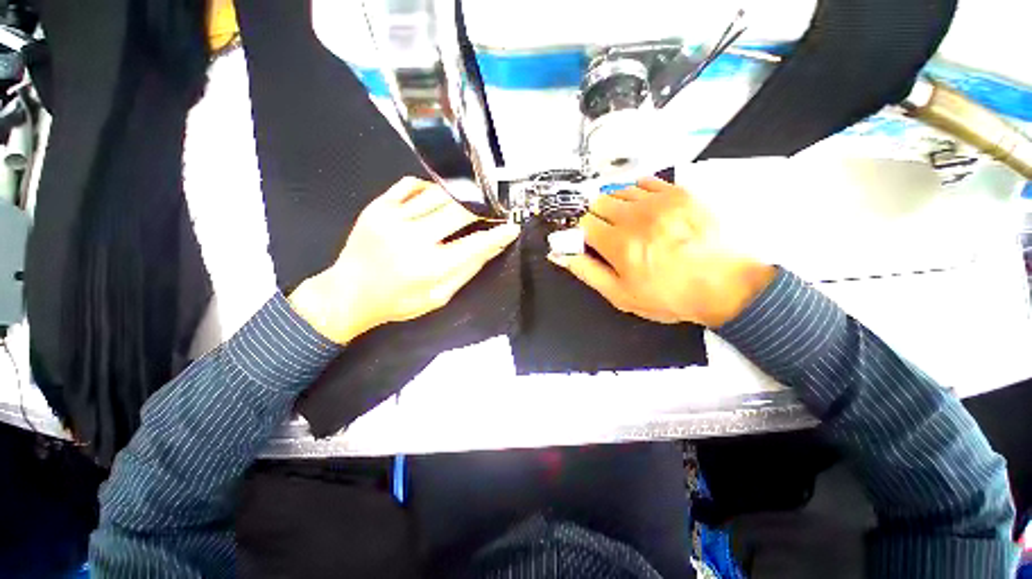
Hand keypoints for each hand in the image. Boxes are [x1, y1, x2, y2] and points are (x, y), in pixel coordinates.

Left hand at [288, 177, 519, 343]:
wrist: (349, 293)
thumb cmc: (398, 301)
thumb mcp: (439, 296)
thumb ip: (467, 270)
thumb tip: (493, 246)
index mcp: (430, 267)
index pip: (475, 244)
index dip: (497, 234)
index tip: (512, 227)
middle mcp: (412, 238)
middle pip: (459, 211)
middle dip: (481, 209)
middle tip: (490, 211)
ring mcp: (392, 218)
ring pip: (438, 195)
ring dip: (458, 199)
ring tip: (465, 206)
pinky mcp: (377, 206)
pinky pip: (411, 185)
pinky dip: (429, 188)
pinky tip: (435, 200)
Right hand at [548, 177, 775, 327]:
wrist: (722, 285)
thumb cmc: (667, 295)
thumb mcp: (619, 294)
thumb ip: (586, 271)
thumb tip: (561, 254)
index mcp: (618, 244)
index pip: (583, 223)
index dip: (583, 233)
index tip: (590, 241)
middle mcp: (635, 217)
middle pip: (598, 202)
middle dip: (597, 218)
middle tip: (610, 234)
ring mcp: (658, 201)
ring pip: (619, 190)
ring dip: (616, 205)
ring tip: (628, 223)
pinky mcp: (678, 193)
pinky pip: (645, 181)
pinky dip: (637, 193)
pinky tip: (644, 209)